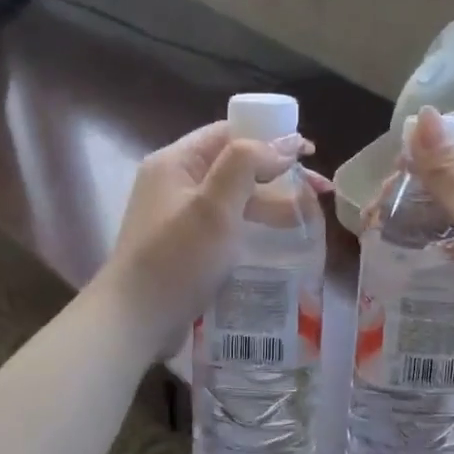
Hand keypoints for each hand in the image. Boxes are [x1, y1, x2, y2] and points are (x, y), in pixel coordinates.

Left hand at [98, 121, 326, 357]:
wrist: (135, 321)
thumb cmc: (177, 259)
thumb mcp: (214, 207)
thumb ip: (247, 165)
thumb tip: (283, 144)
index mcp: (176, 162)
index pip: (229, 132)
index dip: (270, 137)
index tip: (307, 153)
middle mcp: (175, 182)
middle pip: (234, 165)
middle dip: (278, 174)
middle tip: (318, 191)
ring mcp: (178, 216)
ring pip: (233, 197)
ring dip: (270, 202)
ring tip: (308, 218)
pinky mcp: (185, 245)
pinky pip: (226, 224)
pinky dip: (253, 225)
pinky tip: (278, 240)